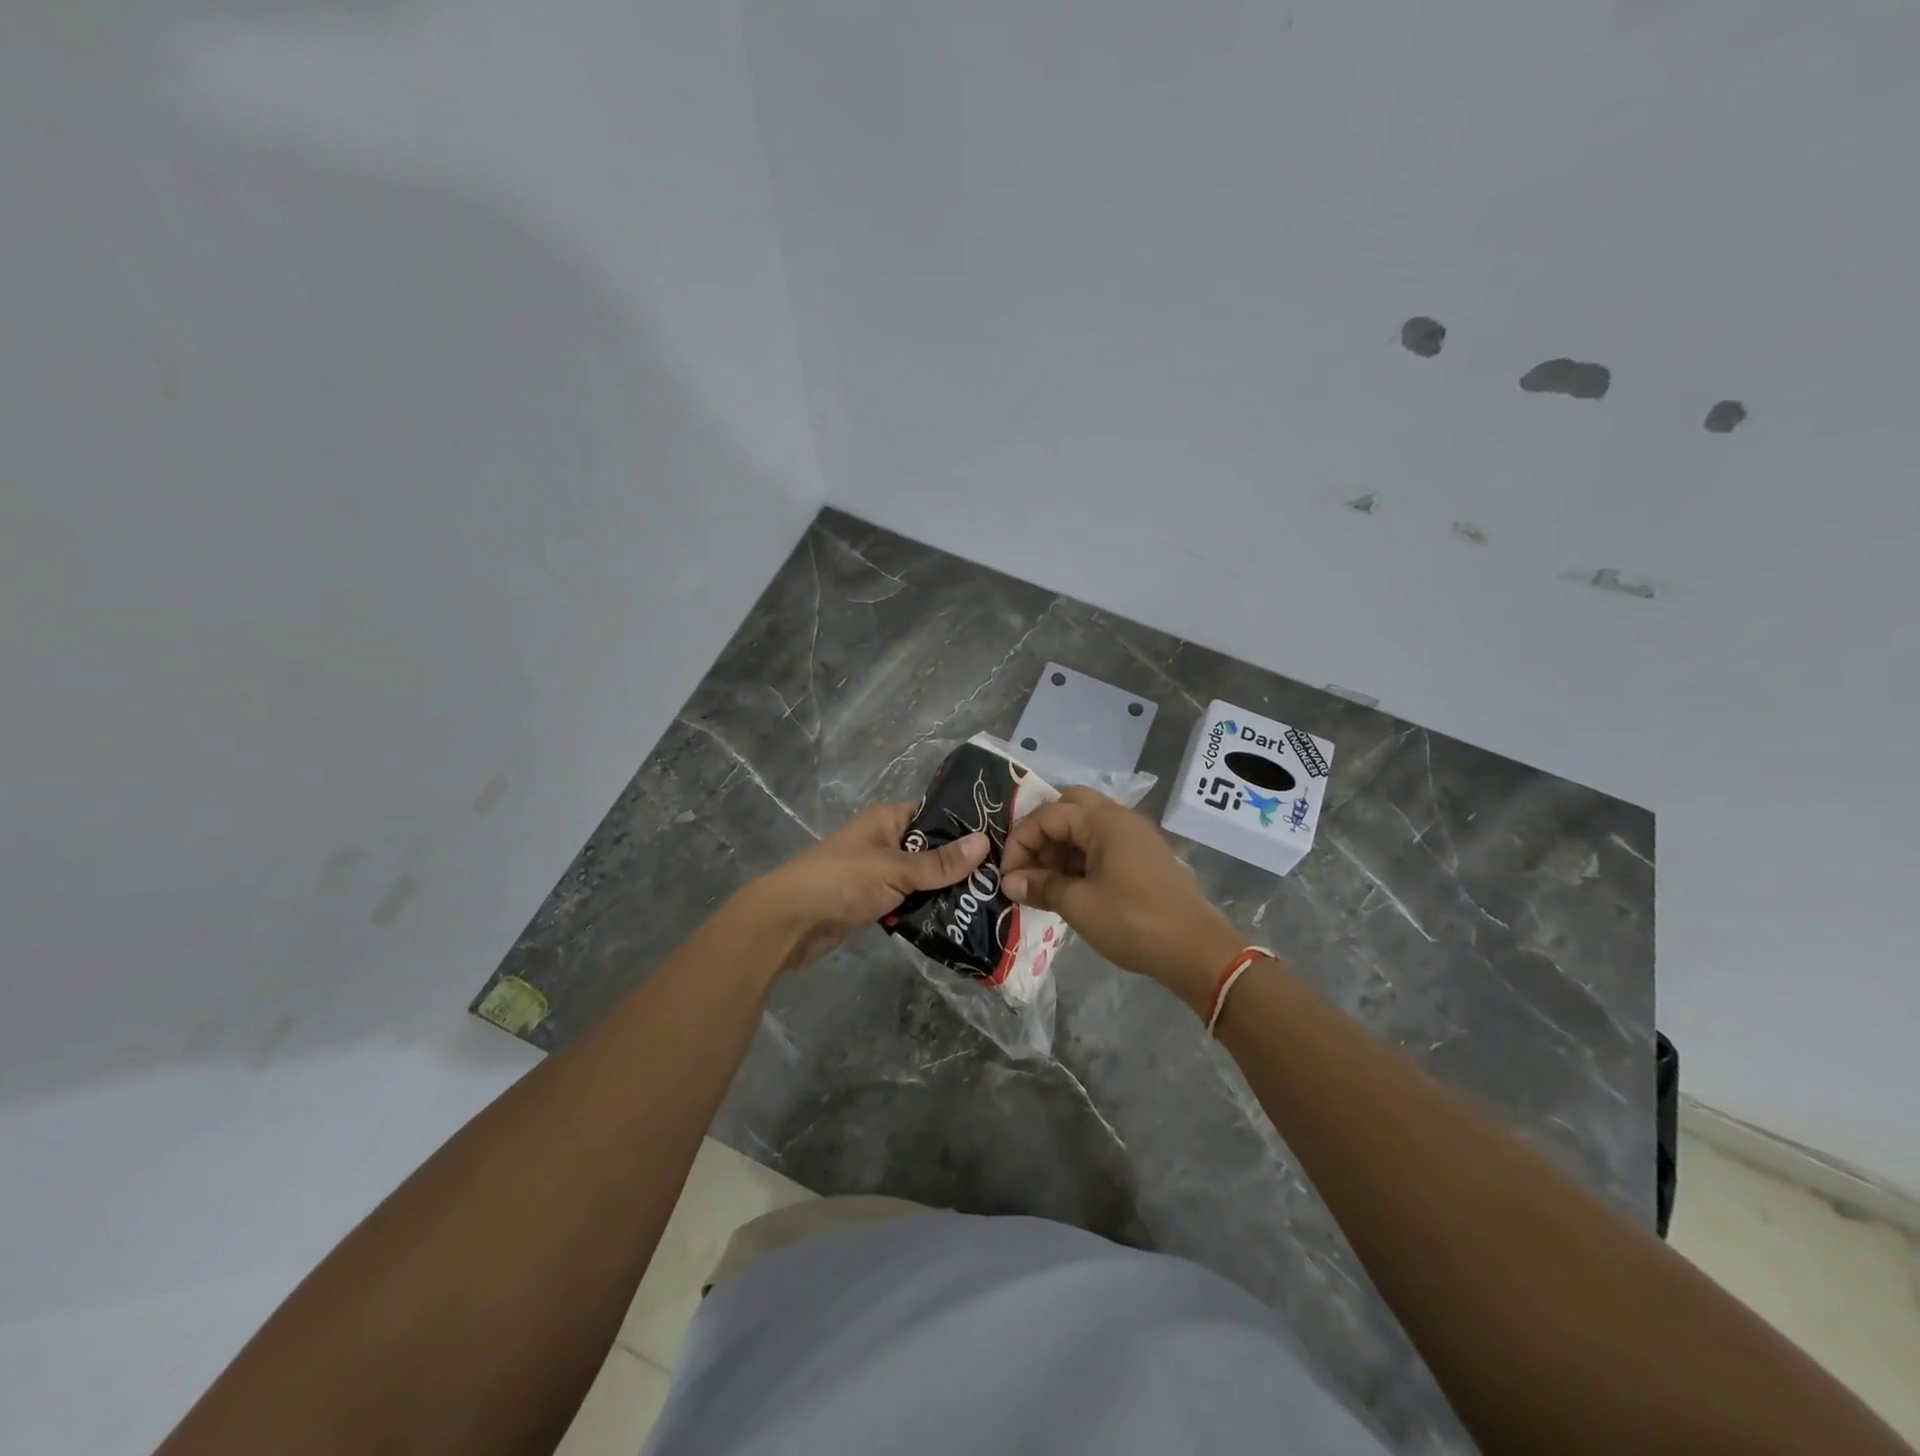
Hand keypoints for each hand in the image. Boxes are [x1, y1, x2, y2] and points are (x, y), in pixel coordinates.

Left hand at [739, 802, 989, 972]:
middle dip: (959, 865)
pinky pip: (908, 900)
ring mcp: (879, 872)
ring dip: (944, 891)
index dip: (964, 826)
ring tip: (987, 902)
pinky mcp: (873, 901)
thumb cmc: (842, 882)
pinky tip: (957, 920)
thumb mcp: (896, 869)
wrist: (791, 922)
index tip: (1000, 842)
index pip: (935, 814)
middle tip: (1000, 879)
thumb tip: (985, 842)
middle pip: (932, 849)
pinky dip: (926, 909)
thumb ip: (940, 862)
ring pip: (922, 878)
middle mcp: (885, 840)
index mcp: (888, 819)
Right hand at [1000, 787, 1242, 1012]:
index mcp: (1105, 821)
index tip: (1008, 875)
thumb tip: (1010, 882)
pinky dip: (1079, 858)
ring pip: (1085, 827)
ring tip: (1044, 884)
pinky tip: (1069, 888)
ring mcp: (1135, 837)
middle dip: (1042, 834)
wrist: (1197, 951)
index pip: (1048, 814)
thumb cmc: (1134, 922)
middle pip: (1069, 807)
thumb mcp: (1079, 905)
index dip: (1021, 841)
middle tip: (1028, 866)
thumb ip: (1041, 886)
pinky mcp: (1142, 858)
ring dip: (1060, 848)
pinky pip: (1101, 845)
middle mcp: (1120, 818)